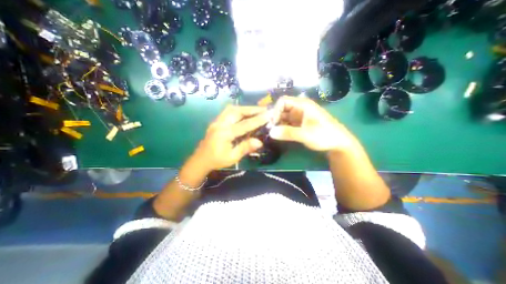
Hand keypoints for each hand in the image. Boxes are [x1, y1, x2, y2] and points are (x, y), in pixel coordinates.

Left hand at [190, 106, 267, 172]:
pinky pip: (228, 111)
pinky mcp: (216, 121)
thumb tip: (260, 142)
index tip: (269, 115)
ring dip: (245, 108)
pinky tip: (244, 113)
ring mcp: (217, 121)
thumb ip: (245, 148)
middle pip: (237, 111)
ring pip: (231, 109)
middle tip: (264, 109)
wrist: (200, 160)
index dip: (257, 119)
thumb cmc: (217, 161)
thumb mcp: (232, 157)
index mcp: (224, 134)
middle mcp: (220, 124)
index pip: (244, 124)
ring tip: (256, 110)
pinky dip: (238, 110)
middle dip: (252, 109)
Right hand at [269, 95, 358, 152]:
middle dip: (274, 117)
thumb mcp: (306, 134)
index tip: (273, 123)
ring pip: (283, 116)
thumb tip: (270, 132)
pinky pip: (286, 123)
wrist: (337, 143)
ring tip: (272, 133)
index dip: (276, 110)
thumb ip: (288, 133)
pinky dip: (281, 128)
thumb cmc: (324, 135)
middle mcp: (299, 108)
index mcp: (302, 105)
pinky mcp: (299, 124)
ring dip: (277, 123)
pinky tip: (278, 134)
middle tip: (269, 129)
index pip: (283, 101)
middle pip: (281, 109)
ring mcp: (298, 116)